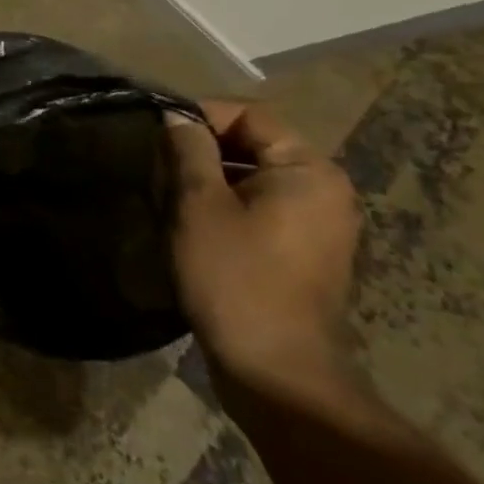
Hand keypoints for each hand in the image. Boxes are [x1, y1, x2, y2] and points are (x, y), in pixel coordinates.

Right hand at [166, 101, 361, 397]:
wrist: (275, 369)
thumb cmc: (235, 275)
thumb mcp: (199, 203)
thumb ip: (188, 149)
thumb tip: (177, 116)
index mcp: (309, 170)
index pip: (249, 114)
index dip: (200, 116)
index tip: (158, 134)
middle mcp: (325, 190)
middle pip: (252, 144)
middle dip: (201, 152)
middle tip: (159, 170)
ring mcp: (321, 225)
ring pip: (253, 178)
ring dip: (209, 181)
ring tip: (170, 200)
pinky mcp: (307, 254)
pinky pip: (262, 208)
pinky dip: (227, 207)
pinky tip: (195, 227)